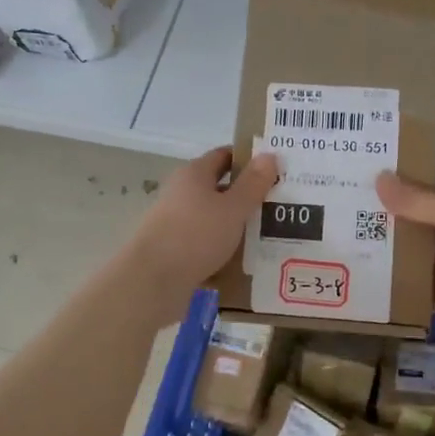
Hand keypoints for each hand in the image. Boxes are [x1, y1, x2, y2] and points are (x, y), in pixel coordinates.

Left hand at [125, 147, 279, 310]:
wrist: (153, 280)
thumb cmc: (195, 235)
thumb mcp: (232, 208)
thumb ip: (253, 184)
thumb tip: (269, 155)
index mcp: (194, 174)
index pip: (223, 156)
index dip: (248, 159)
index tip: (275, 168)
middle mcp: (182, 193)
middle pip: (219, 188)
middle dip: (248, 196)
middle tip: (281, 203)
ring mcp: (176, 223)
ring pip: (214, 219)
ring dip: (238, 226)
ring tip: (272, 235)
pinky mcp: (175, 251)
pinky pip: (207, 245)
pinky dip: (225, 250)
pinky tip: (247, 262)